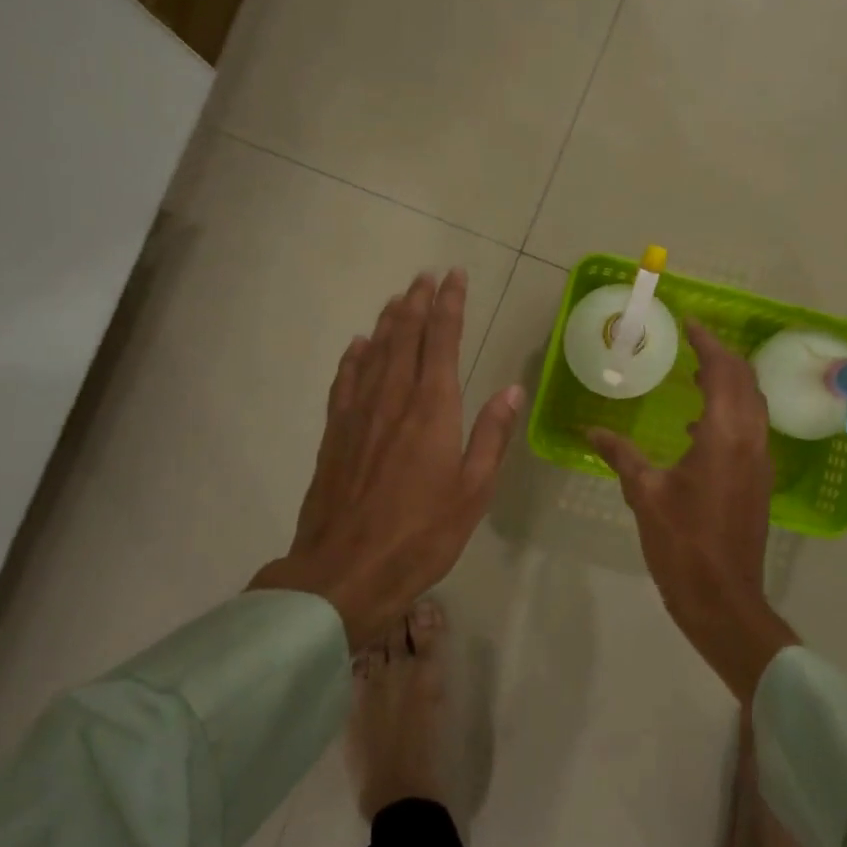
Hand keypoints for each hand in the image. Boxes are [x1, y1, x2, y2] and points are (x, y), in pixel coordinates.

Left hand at [251, 270, 523, 649]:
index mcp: (432, 409)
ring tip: (398, 298)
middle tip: (426, 276)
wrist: (345, 571)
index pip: (441, 341)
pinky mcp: (335, 434)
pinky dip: (353, 358)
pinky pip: (344, 382)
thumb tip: (511, 390)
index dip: (450, 305)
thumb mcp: (473, 491)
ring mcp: (359, 414)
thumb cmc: (421, 535)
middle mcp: (393, 399)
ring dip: (388, 321)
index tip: (455, 277)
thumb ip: (491, 436)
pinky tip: (357, 346)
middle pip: (404, 336)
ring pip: (374, 352)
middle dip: (418, 302)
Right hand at [590, 322, 798, 700]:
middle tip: (692, 343)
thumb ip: (620, 455)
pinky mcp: (759, 480)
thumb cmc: (683, 543)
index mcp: (724, 435)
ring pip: (753, 404)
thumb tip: (590, 430)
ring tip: (695, 374)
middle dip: (722, 356)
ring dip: (729, 382)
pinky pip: (750, 428)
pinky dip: (730, 411)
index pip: (723, 371)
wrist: (724, 599)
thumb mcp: (645, 494)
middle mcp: (750, 439)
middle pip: (745, 381)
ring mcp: (760, 461)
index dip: (708, 343)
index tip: (689, 323)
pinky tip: (697, 427)